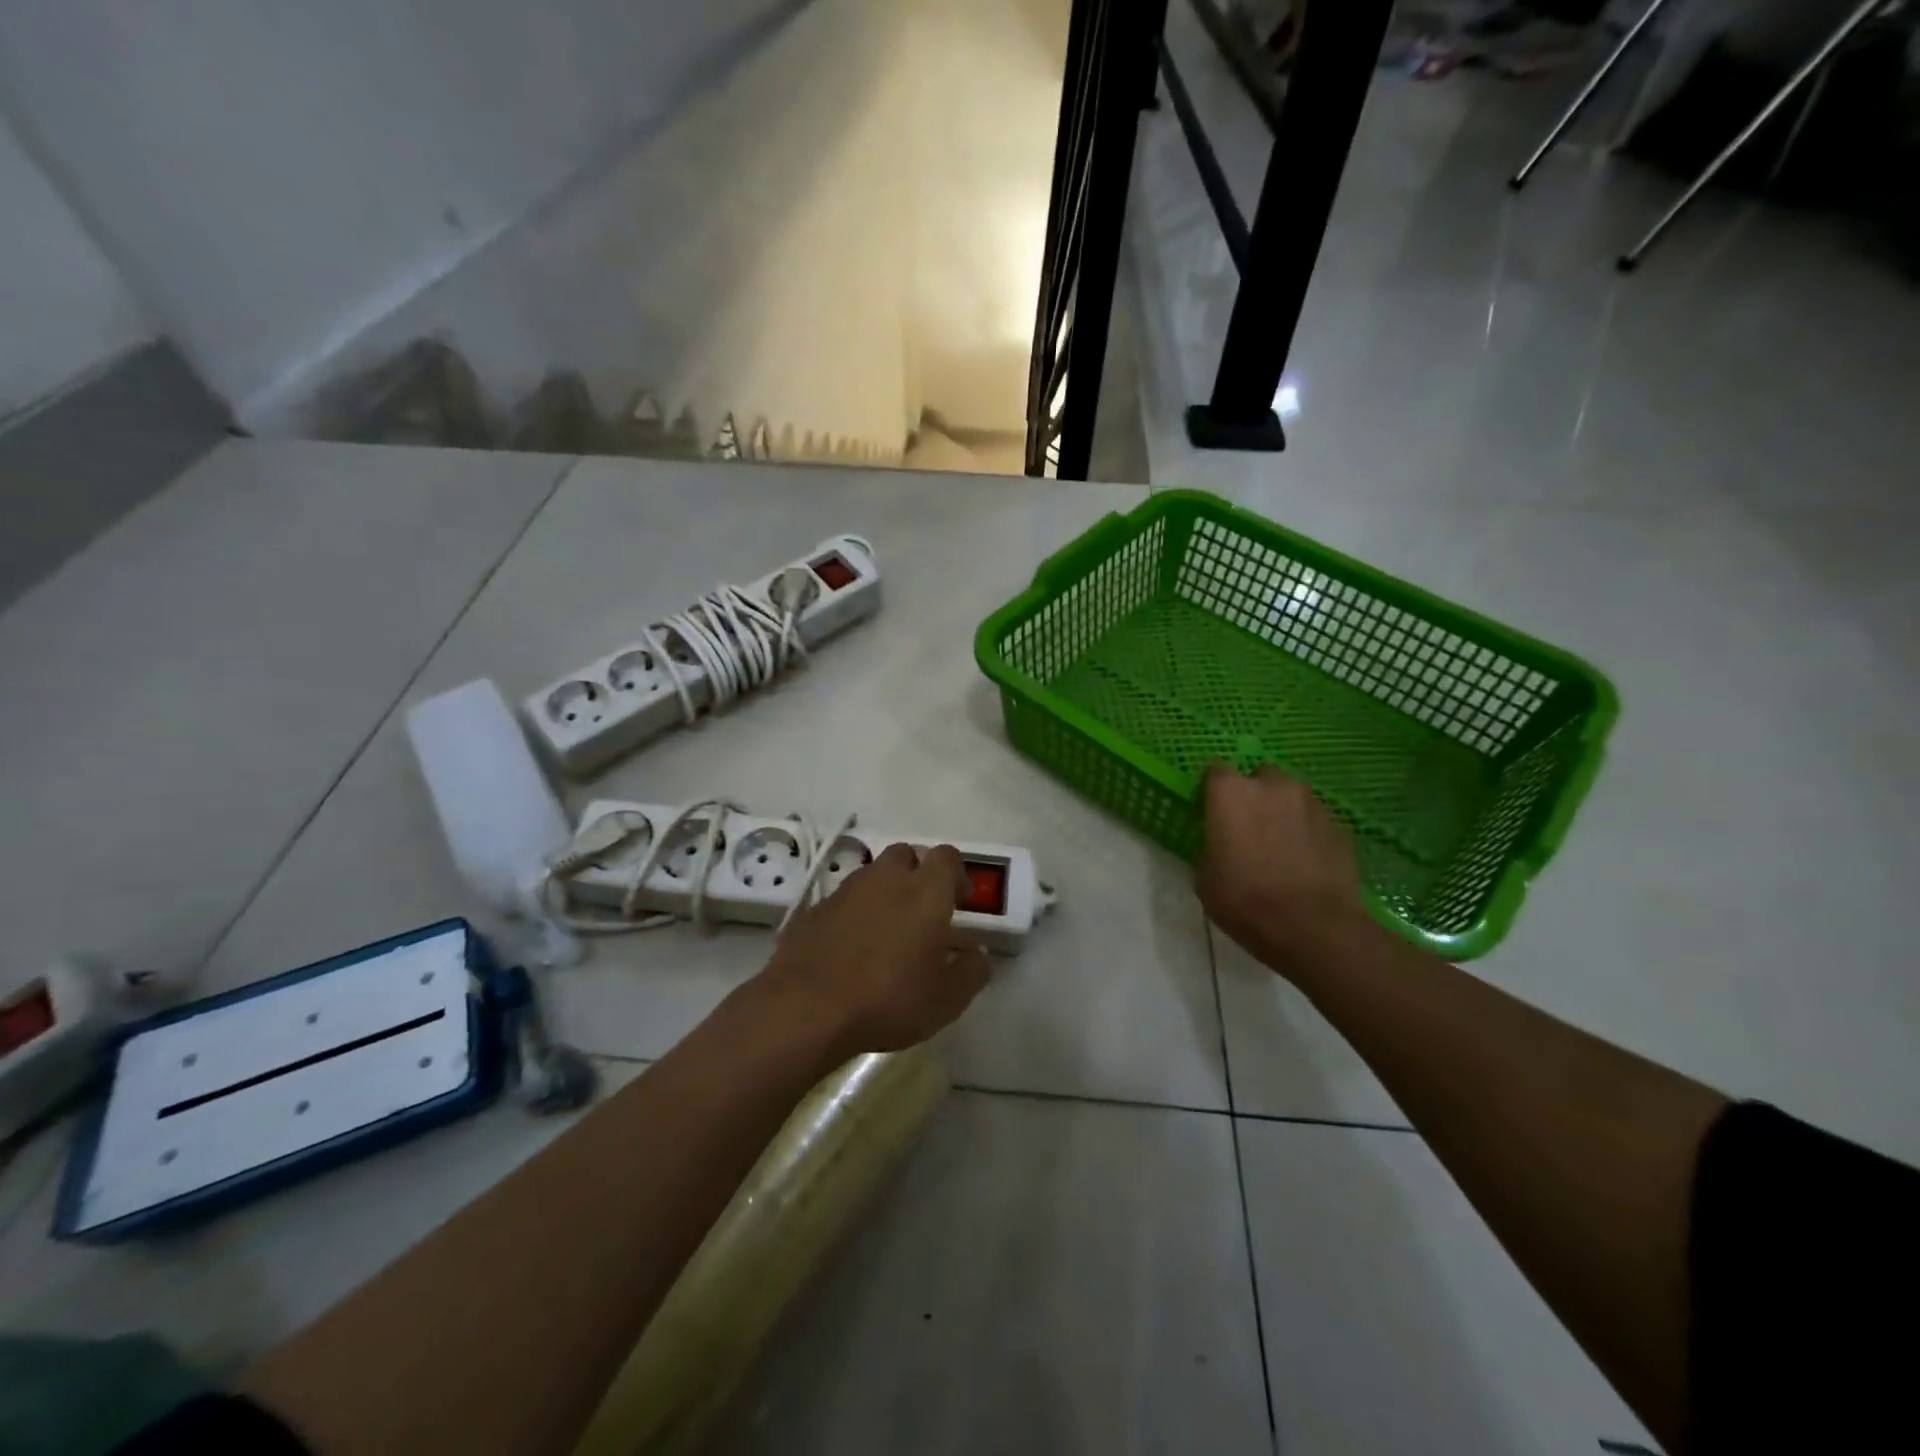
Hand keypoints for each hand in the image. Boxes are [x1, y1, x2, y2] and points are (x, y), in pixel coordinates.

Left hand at [755, 843, 990, 1056]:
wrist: (806, 1008)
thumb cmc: (889, 999)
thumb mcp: (948, 999)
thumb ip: (972, 971)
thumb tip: (977, 954)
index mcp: (925, 891)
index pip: (947, 856)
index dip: (957, 874)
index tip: (960, 902)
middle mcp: (886, 879)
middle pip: (905, 854)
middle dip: (917, 874)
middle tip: (922, 912)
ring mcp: (845, 891)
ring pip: (872, 875)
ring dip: (884, 893)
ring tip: (886, 934)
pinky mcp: (814, 910)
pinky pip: (843, 901)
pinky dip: (853, 914)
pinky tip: (851, 950)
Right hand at [1197, 764, 1370, 975]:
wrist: (1315, 928)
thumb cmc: (1246, 901)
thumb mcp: (1206, 879)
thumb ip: (1211, 848)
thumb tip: (1220, 846)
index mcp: (1231, 793)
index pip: (1215, 771)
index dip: (1213, 791)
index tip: (1212, 812)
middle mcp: (1271, 785)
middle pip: (1258, 777)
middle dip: (1253, 796)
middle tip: (1248, 828)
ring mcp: (1310, 802)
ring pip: (1290, 796)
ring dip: (1283, 812)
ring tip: (1280, 846)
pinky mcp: (1339, 824)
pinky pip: (1314, 819)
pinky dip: (1307, 832)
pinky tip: (1304, 861)